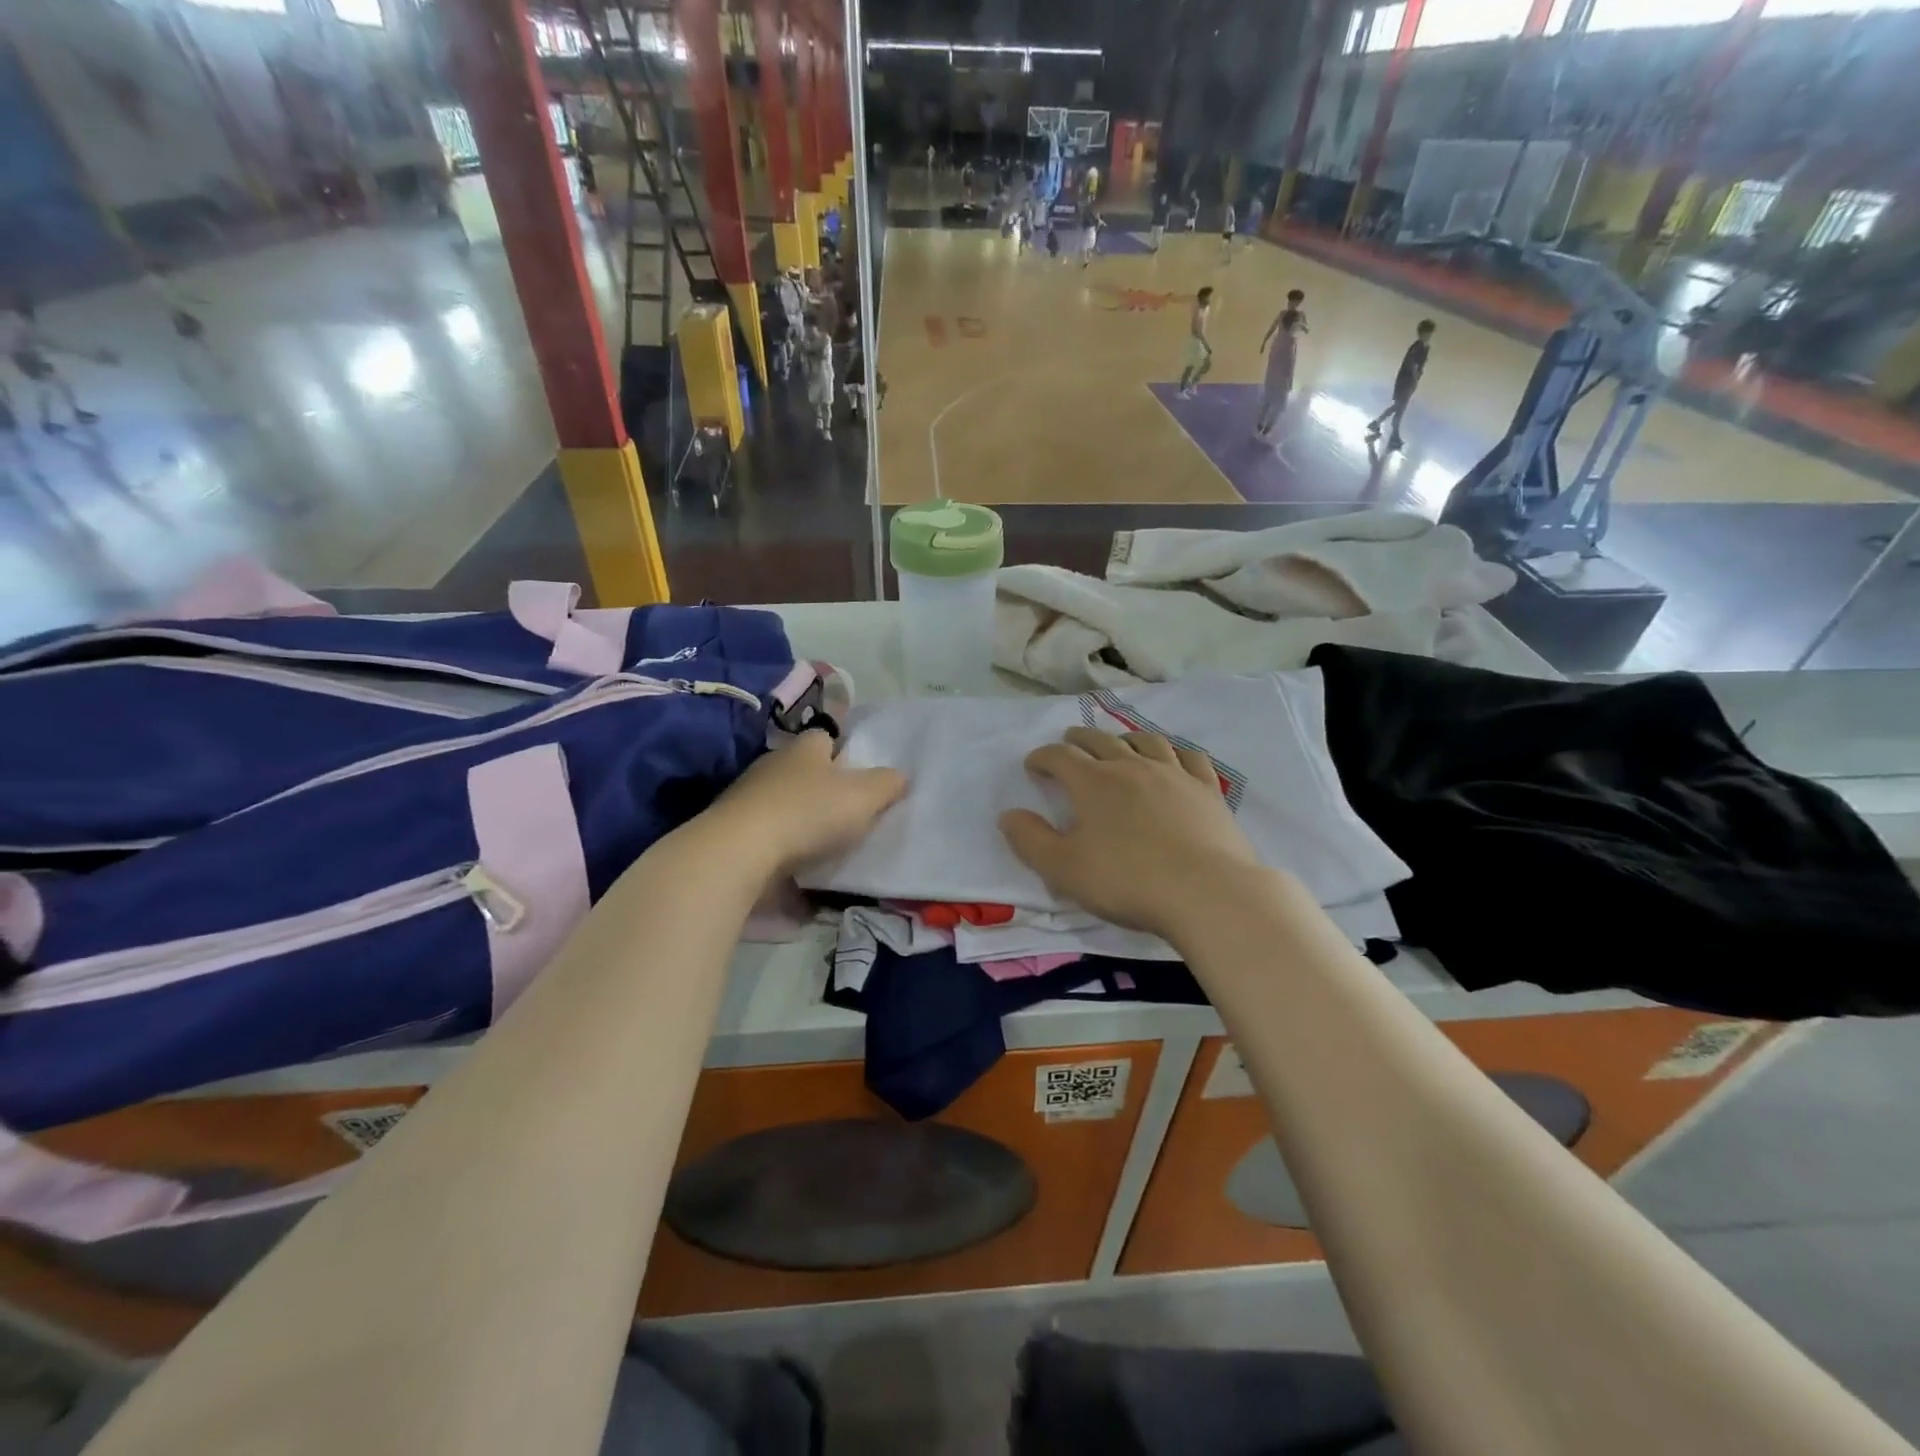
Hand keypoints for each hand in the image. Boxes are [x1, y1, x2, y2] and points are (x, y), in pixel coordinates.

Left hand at [709, 729, 904, 874]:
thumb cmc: (808, 814)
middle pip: (803, 772)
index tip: (860, 775)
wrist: (739, 853)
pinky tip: (801, 876)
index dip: (844, 753)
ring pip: (784, 806)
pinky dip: (783, 855)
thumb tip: (901, 776)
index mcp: (804, 749)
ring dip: (802, 824)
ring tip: (827, 849)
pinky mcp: (734, 835)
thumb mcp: (863, 797)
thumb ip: (887, 785)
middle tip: (850, 814)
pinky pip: (768, 841)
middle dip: (823, 790)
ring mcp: (748, 800)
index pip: (825, 738)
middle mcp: (772, 767)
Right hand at [1000, 729, 1264, 940]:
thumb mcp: (1063, 869)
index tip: (1033, 765)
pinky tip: (1173, 758)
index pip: (1060, 757)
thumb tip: (1008, 815)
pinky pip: (1189, 757)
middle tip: (1069, 743)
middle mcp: (1131, 766)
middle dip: (1078, 739)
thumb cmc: (1127, 881)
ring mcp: (1173, 774)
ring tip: (1118, 743)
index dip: (1042, 757)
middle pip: (1100, 740)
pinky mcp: (1206, 789)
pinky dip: (1174, 751)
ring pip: (1145, 741)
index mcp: (1093, 783)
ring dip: (1124, 738)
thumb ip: (1030, 840)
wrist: (1206, 893)